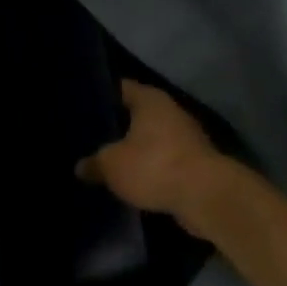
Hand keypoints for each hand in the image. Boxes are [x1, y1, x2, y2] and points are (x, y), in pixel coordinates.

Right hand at [79, 80, 229, 222]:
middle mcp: (170, 112)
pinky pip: (163, 161)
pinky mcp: (194, 164)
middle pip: (137, 114)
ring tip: (106, 160)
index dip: (101, 96)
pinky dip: (149, 168)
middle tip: (89, 136)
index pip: (121, 88)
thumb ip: (94, 163)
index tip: (81, 105)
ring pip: (151, 139)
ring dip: (134, 149)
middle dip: (116, 125)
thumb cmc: (154, 166)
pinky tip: (130, 180)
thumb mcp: (111, 165)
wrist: (206, 197)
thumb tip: (80, 166)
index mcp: (150, 100)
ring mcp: (186, 138)